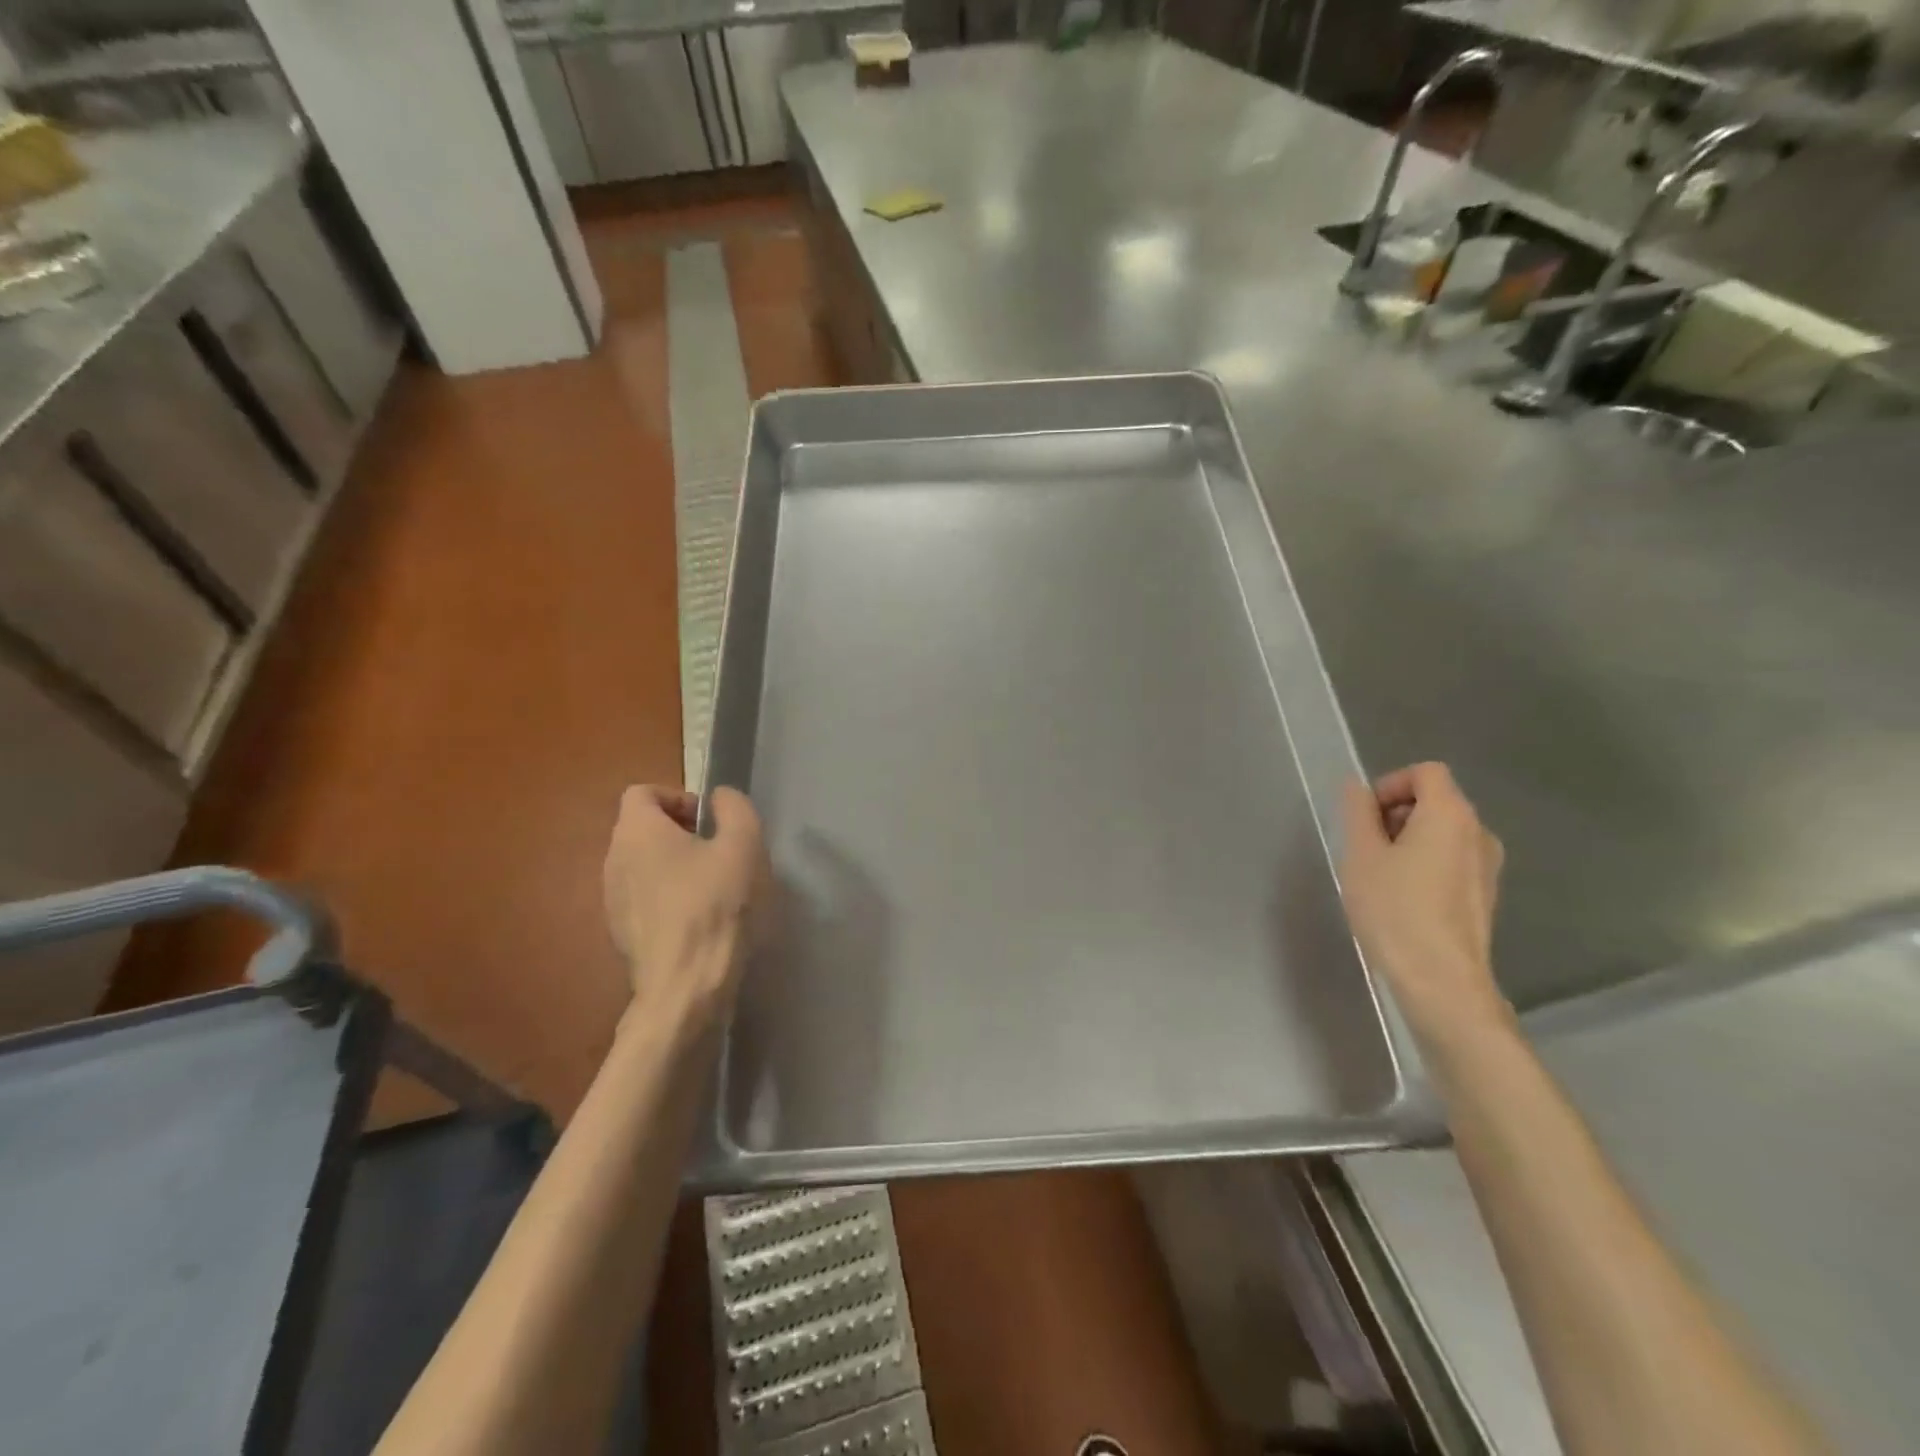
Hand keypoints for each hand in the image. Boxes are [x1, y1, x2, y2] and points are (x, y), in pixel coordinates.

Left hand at [602, 785, 766, 1015]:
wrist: (686, 985)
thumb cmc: (716, 905)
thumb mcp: (744, 845)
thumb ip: (734, 808)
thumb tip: (720, 797)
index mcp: (637, 832)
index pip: (642, 792)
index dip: (678, 797)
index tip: (709, 821)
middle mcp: (613, 860)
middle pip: (641, 829)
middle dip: (679, 832)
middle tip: (717, 851)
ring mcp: (611, 900)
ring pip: (641, 865)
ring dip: (673, 865)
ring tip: (711, 887)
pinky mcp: (619, 933)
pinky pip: (641, 898)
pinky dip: (666, 897)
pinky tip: (697, 918)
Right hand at [1339, 762, 1510, 1050]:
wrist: (1441, 981)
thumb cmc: (1395, 910)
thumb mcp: (1360, 855)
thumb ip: (1357, 812)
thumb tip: (1357, 788)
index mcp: (1451, 815)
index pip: (1425, 772)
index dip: (1389, 784)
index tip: (1363, 816)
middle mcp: (1478, 833)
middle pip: (1435, 800)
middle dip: (1395, 813)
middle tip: (1363, 846)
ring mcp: (1487, 867)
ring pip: (1442, 832)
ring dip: (1408, 840)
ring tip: (1378, 875)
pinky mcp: (1484, 895)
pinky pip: (1451, 861)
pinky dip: (1424, 864)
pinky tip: (1401, 898)